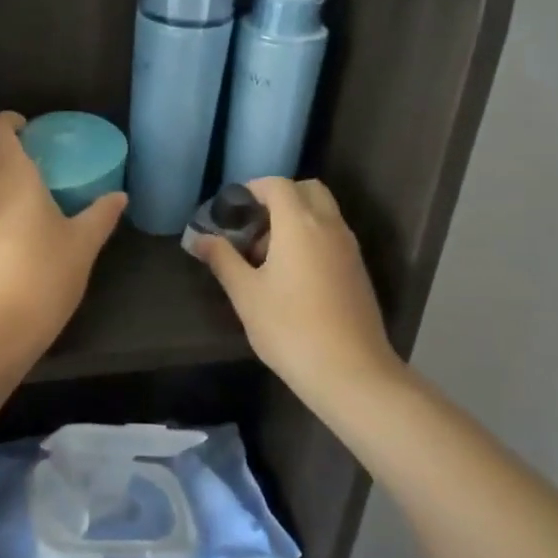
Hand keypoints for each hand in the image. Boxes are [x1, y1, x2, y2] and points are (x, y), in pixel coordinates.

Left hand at [0, 112, 127, 357]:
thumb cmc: (43, 274)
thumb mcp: (82, 244)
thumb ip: (101, 215)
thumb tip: (119, 196)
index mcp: (12, 177)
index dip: (9, 120)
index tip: (30, 126)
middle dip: (1, 144)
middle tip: (34, 155)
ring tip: (32, 193)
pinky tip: (20, 230)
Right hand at [192, 177, 398, 393]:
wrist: (351, 372)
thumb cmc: (290, 329)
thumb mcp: (246, 295)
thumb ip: (222, 259)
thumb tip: (199, 238)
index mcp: (299, 224)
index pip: (278, 184)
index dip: (253, 189)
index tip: (232, 210)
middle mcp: (329, 226)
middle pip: (307, 190)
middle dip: (278, 199)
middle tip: (253, 229)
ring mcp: (349, 248)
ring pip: (323, 213)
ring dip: (296, 219)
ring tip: (268, 258)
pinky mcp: (358, 270)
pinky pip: (332, 235)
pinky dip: (312, 238)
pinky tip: (292, 277)